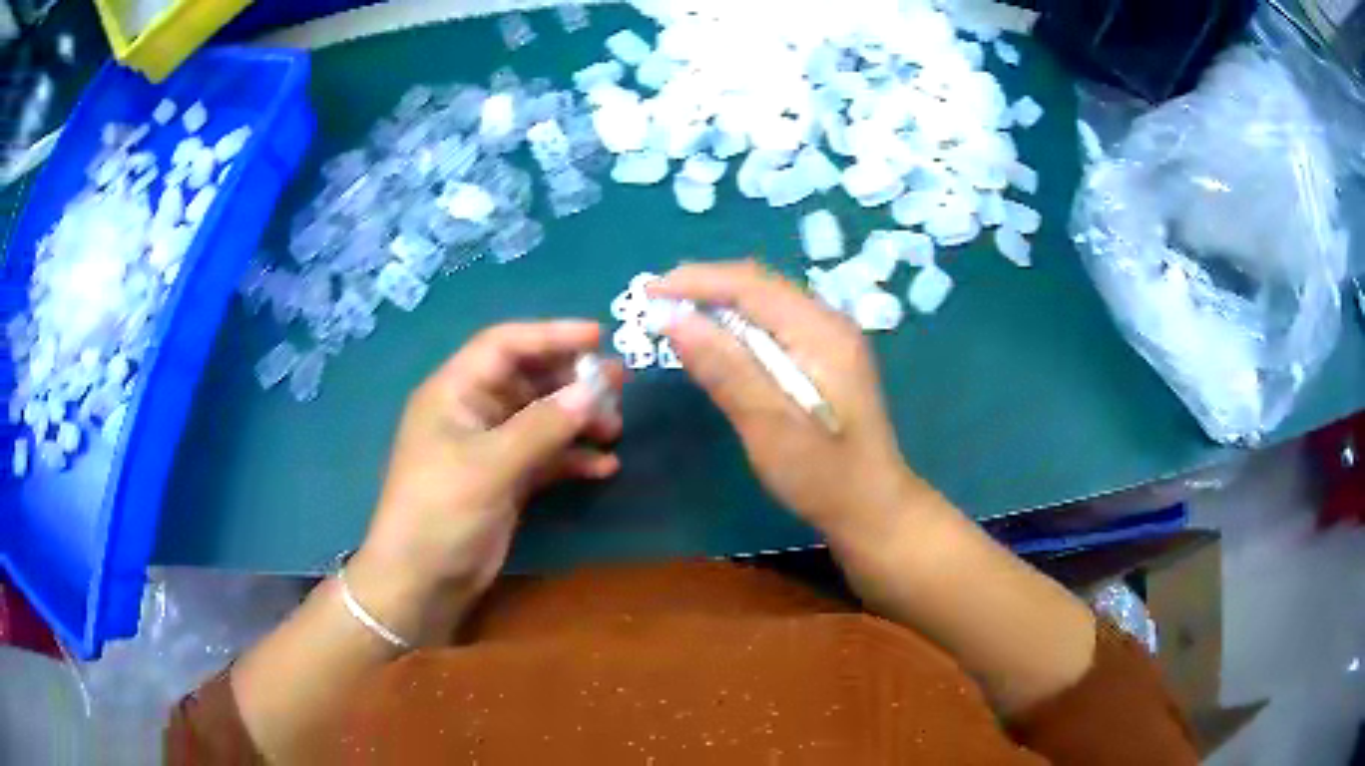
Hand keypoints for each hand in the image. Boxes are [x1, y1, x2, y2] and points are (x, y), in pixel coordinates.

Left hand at [354, 321, 623, 639]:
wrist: (422, 581)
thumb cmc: (442, 511)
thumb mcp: (490, 465)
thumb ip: (543, 426)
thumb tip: (594, 389)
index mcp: (455, 391)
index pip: (504, 345)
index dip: (550, 335)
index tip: (598, 336)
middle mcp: (473, 411)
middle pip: (528, 379)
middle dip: (572, 379)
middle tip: (619, 384)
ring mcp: (490, 447)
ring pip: (541, 418)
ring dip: (578, 420)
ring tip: (616, 427)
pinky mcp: (505, 480)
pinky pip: (545, 456)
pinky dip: (573, 458)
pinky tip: (604, 467)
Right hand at [652, 261, 925, 541]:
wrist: (872, 508)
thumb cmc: (822, 474)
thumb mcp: (768, 424)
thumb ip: (724, 368)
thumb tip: (672, 319)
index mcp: (821, 331)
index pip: (751, 285)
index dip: (697, 281)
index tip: (648, 292)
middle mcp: (829, 323)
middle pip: (759, 286)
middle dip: (705, 286)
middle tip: (655, 301)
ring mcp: (830, 340)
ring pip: (766, 303)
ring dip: (719, 302)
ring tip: (675, 313)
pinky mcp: (825, 359)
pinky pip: (773, 325)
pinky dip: (737, 324)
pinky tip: (716, 339)